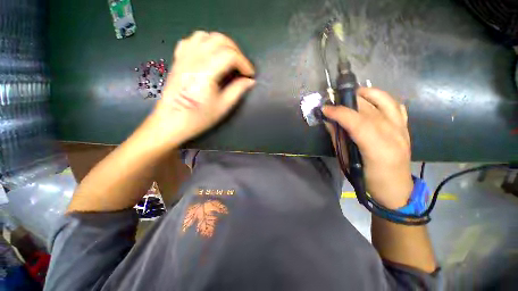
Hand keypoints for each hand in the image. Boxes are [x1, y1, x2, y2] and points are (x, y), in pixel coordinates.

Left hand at [150, 31, 254, 145]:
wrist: (172, 121)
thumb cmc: (198, 117)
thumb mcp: (223, 107)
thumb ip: (237, 91)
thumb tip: (249, 81)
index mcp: (206, 71)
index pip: (230, 55)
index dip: (244, 63)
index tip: (250, 74)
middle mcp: (194, 58)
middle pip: (220, 40)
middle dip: (236, 51)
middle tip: (242, 67)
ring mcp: (184, 56)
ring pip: (206, 36)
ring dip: (222, 44)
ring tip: (228, 59)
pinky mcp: (178, 59)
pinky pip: (192, 41)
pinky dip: (205, 43)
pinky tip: (209, 55)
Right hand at [323, 87, 412, 209]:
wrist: (396, 189)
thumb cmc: (368, 180)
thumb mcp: (347, 162)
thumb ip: (338, 139)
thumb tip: (329, 122)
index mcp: (378, 149)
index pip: (358, 123)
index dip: (340, 113)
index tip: (325, 109)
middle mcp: (394, 135)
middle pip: (370, 109)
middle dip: (349, 101)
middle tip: (334, 101)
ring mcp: (402, 129)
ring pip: (386, 101)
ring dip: (367, 93)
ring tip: (352, 94)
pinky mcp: (405, 127)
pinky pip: (396, 105)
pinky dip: (382, 98)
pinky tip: (371, 100)